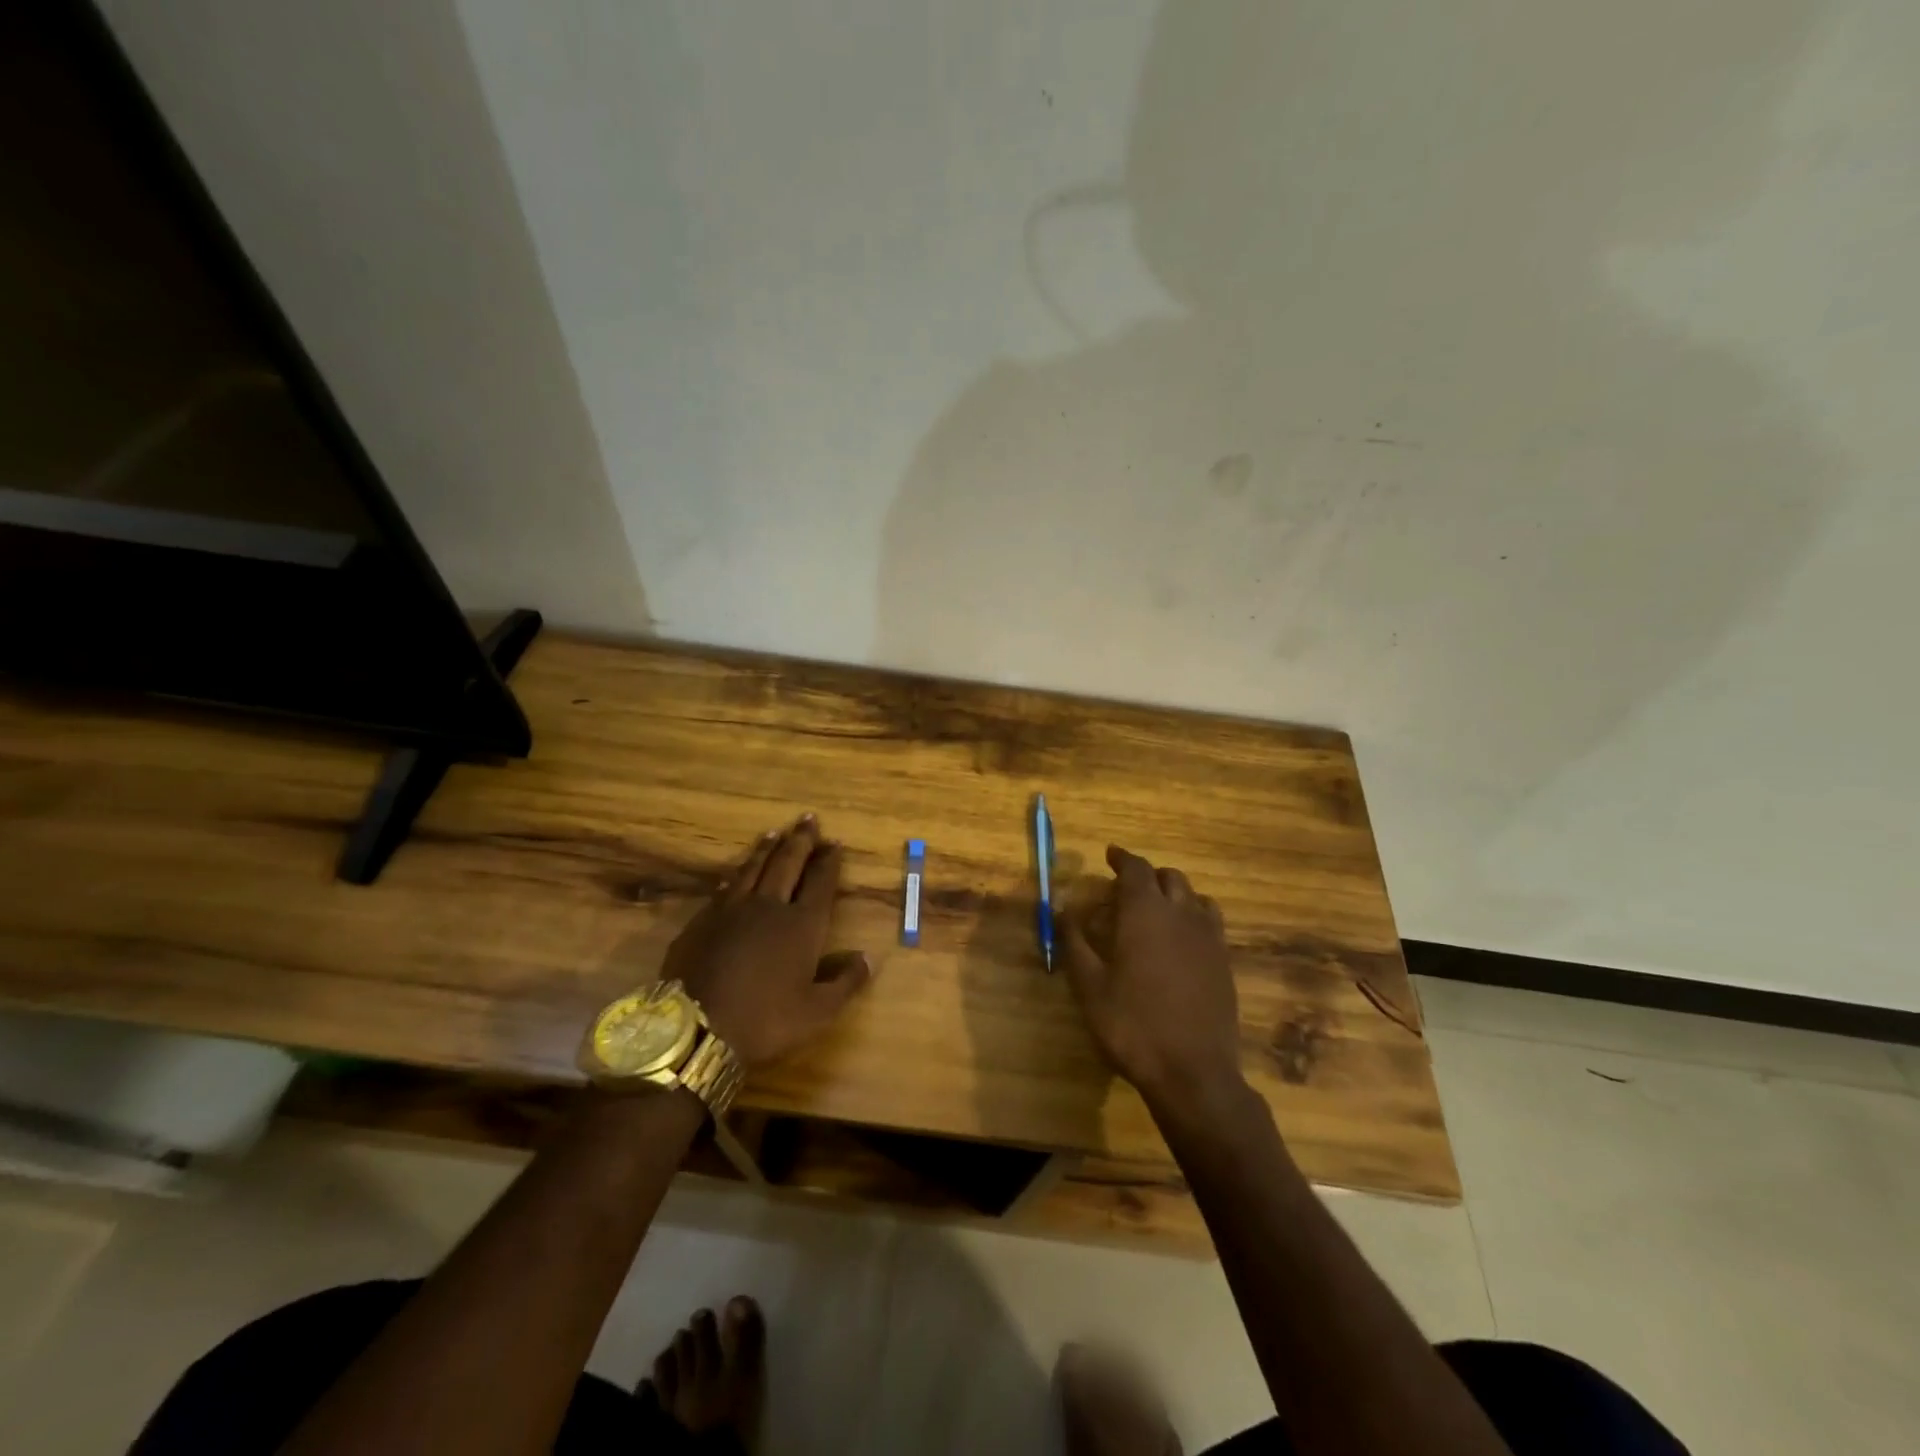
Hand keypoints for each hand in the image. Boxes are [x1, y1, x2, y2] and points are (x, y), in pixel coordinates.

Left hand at [661, 815, 870, 1072]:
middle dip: (801, 841)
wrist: (695, 1028)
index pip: (820, 882)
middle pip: (787, 864)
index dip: (829, 861)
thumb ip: (845, 983)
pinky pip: (724, 888)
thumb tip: (866, 958)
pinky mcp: (702, 921)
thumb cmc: (765, 1020)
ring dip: (766, 849)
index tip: (834, 842)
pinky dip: (735, 875)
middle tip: (808, 819)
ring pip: (753, 868)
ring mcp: (731, 910)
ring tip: (775, 833)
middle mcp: (769, 906)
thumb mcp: (817, 1012)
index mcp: (802, 925)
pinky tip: (735, 873)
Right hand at [1059, 845, 1244, 1114]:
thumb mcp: (1089, 986)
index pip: (1135, 868)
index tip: (1110, 855)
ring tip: (1157, 911)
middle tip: (1126, 891)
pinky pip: (1210, 921)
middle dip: (1147, 876)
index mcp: (1145, 912)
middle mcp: (1181, 914)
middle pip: (1168, 877)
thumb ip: (1075, 942)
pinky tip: (1181, 941)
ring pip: (1194, 896)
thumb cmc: (1132, 1025)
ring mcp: (1209, 937)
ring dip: (1174, 894)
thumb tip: (1063, 910)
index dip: (1122, 858)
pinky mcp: (1224, 961)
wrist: (1193, 1072)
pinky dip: (1193, 916)